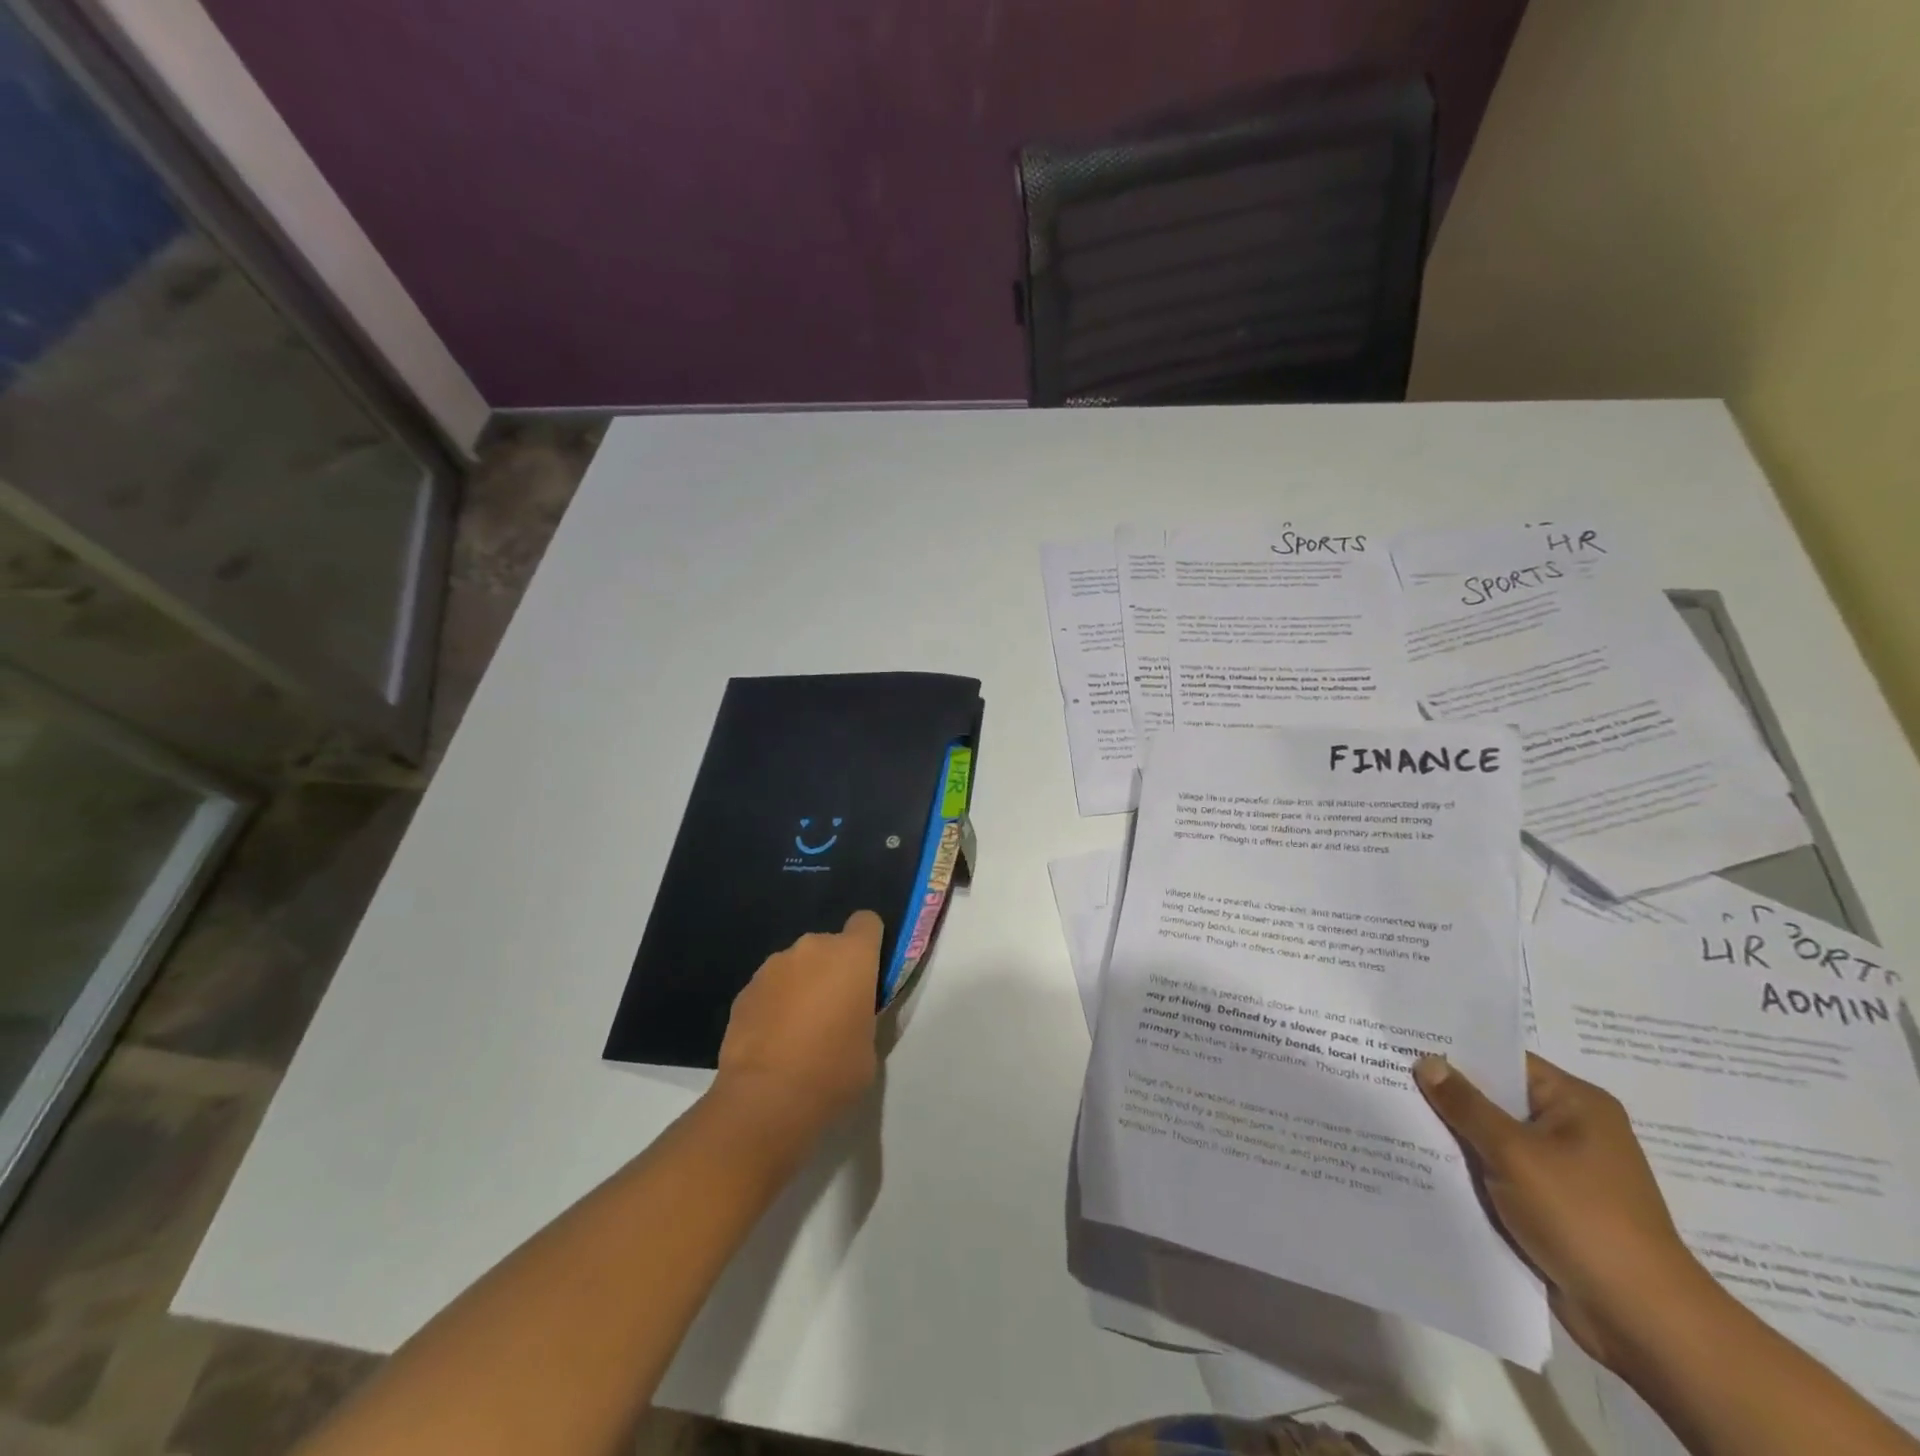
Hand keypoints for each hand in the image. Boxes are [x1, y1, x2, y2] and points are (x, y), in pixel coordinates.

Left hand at [715, 911, 882, 1144]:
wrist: (765, 1100)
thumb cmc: (833, 1072)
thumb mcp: (870, 1046)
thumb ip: (866, 1015)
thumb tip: (852, 1013)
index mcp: (852, 955)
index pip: (867, 922)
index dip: (870, 942)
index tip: (869, 972)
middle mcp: (812, 948)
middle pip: (830, 946)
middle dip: (833, 969)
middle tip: (835, 1011)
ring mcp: (773, 966)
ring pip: (797, 966)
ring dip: (802, 985)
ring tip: (798, 1030)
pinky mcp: (744, 990)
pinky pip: (771, 987)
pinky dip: (775, 1003)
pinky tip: (773, 1040)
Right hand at [1414, 1052, 1710, 1367]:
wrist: (1642, 1321)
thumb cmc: (1583, 1219)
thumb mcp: (1514, 1153)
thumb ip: (1466, 1105)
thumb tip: (1427, 1061)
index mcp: (1577, 1104)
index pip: (1504, 1060)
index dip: (1455, 1051)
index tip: (1404, 1042)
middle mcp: (1571, 1129)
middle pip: (1495, 1098)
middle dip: (1447, 1094)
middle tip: (1385, 1074)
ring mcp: (1561, 1170)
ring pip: (1492, 1138)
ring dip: (1454, 1134)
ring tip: (1392, 1114)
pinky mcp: (1550, 1205)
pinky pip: (1498, 1172)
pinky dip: (1468, 1168)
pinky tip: (1423, 1160)